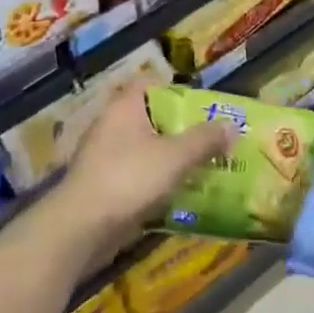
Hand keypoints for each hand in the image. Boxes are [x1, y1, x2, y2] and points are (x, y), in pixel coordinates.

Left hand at [49, 84, 234, 262]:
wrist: (81, 228)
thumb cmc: (129, 178)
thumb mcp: (175, 157)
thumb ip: (205, 140)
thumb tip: (232, 126)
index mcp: (124, 107)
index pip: (150, 84)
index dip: (176, 92)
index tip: (201, 108)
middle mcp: (111, 125)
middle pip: (150, 118)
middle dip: (179, 130)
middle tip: (209, 141)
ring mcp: (103, 156)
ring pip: (144, 149)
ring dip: (169, 159)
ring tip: (200, 169)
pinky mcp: (102, 185)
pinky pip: (135, 175)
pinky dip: (154, 182)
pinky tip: (177, 196)